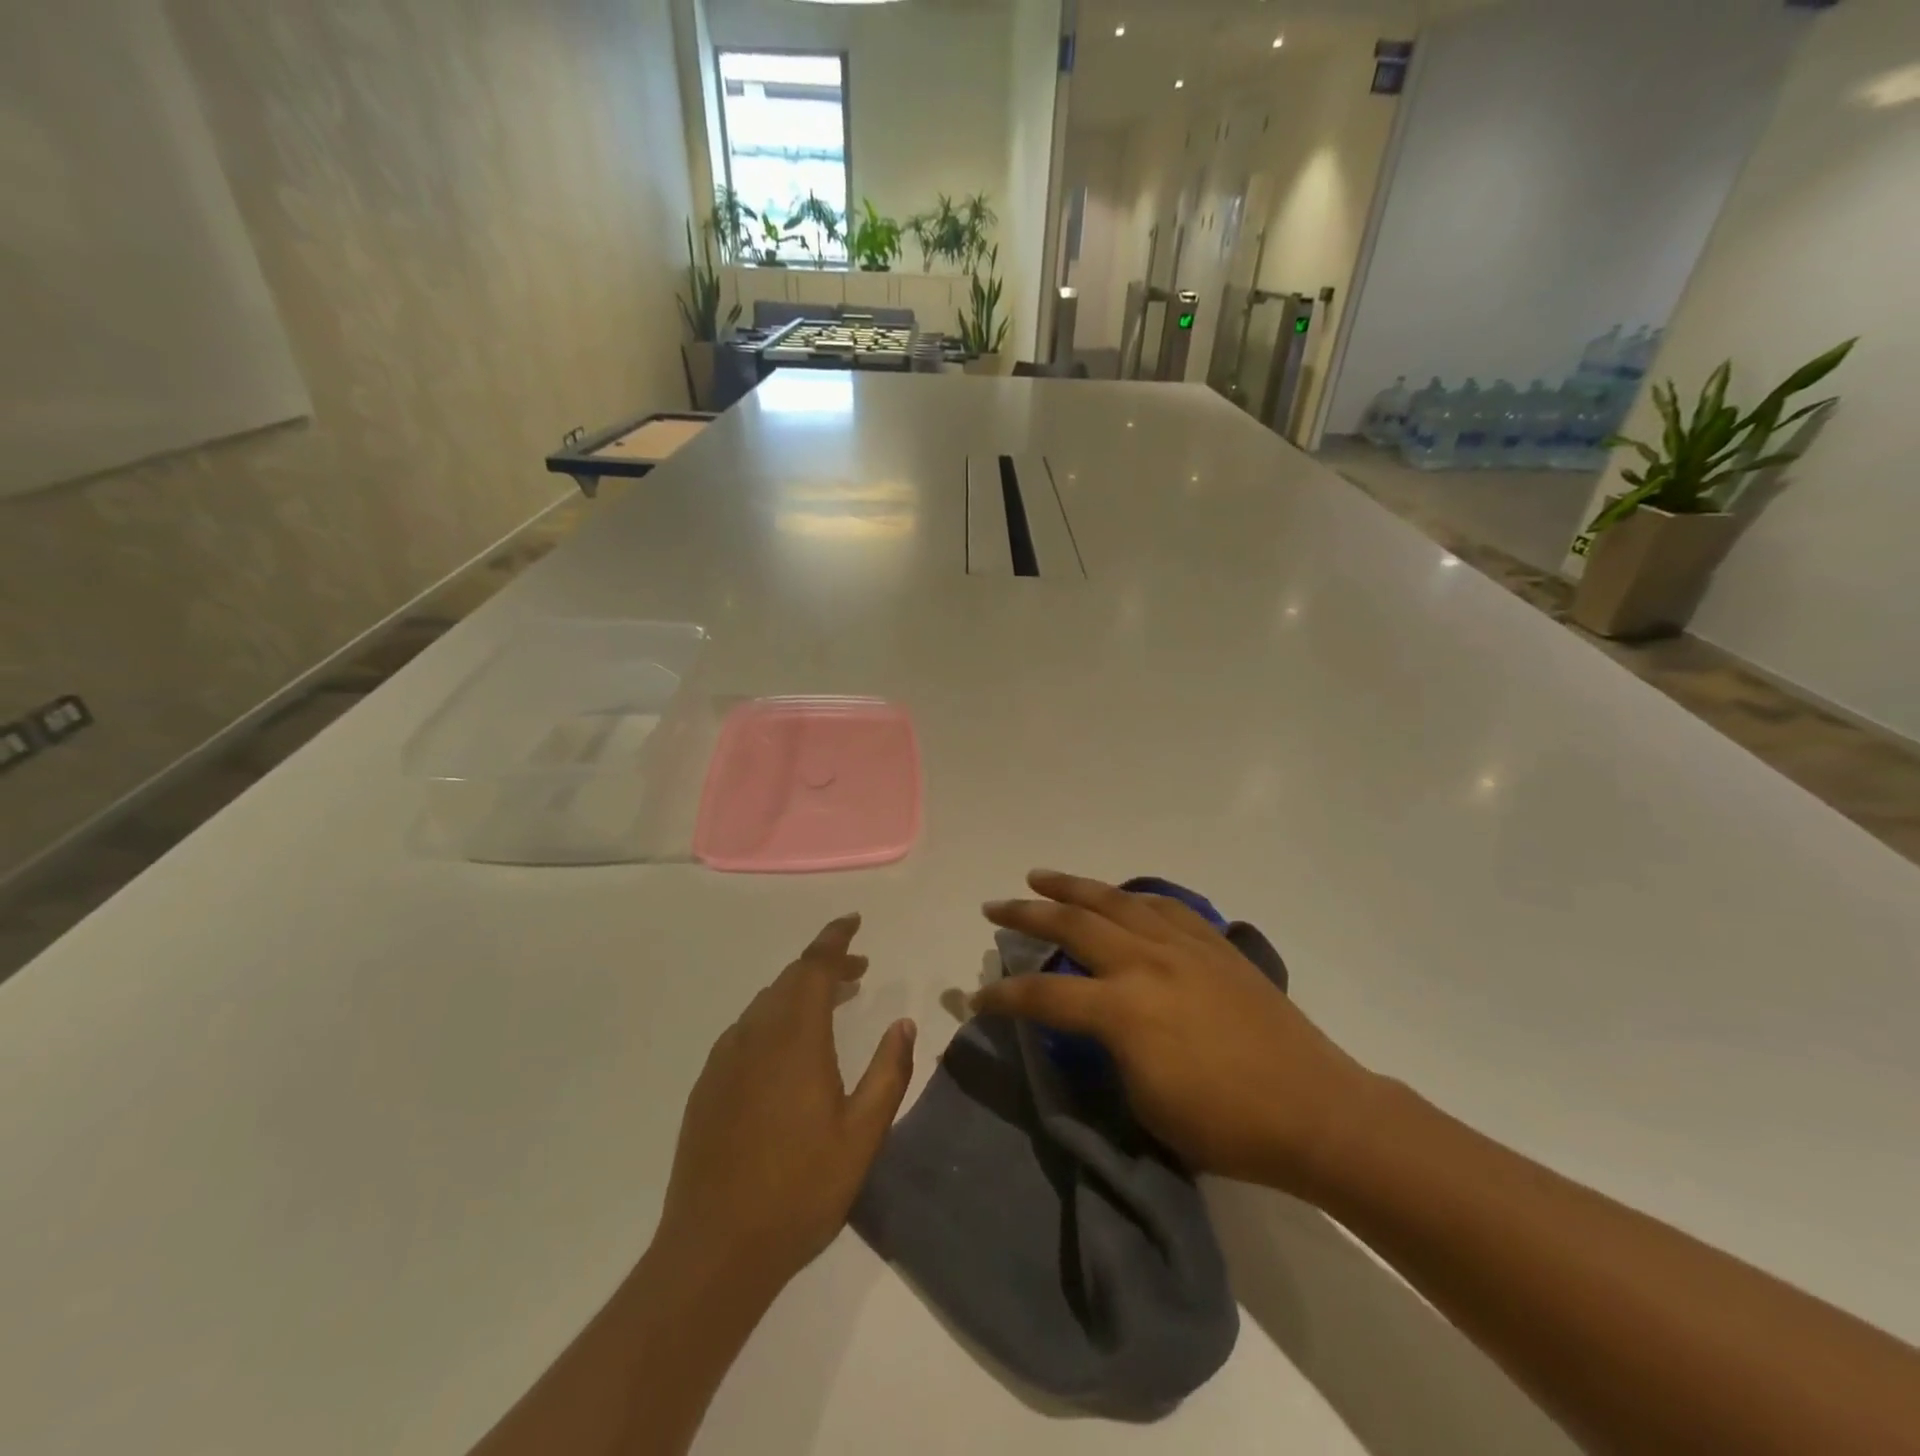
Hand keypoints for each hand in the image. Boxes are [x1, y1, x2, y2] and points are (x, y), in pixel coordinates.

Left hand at [655, 915, 915, 1296]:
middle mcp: (755, 1035)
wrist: (714, 1250)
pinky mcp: (708, 1085)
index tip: (853, 921)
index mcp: (795, 1039)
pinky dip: (775, 1017)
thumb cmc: (800, 1190)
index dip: (835, 939)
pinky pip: (746, 1029)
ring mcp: (725, 1059)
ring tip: (832, 1002)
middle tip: (859, 970)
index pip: (814, 967)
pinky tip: (789, 1047)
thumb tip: (904, 1023)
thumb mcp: (862, 1135)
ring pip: (766, 1003)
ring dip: (800, 991)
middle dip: (825, 965)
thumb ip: (888, 1072)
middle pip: (790, 979)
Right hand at [973, 871, 1375, 1194]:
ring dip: (1071, 885)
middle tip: (993, 906)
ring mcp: (1182, 945)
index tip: (976, 998)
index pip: (1044, 996)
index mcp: (1124, 1010)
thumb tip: (1094, 1026)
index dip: (1003, 998)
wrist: (1314, 1110)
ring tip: (1040, 876)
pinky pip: (1163, 906)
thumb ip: (1108, 1054)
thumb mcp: (1145, 1103)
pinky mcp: (1213, 944)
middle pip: (1072, 924)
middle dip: (1025, 914)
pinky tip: (1120, 896)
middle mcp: (1146, 963)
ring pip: (1114, 900)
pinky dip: (1132, 897)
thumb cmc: (1226, 1126)